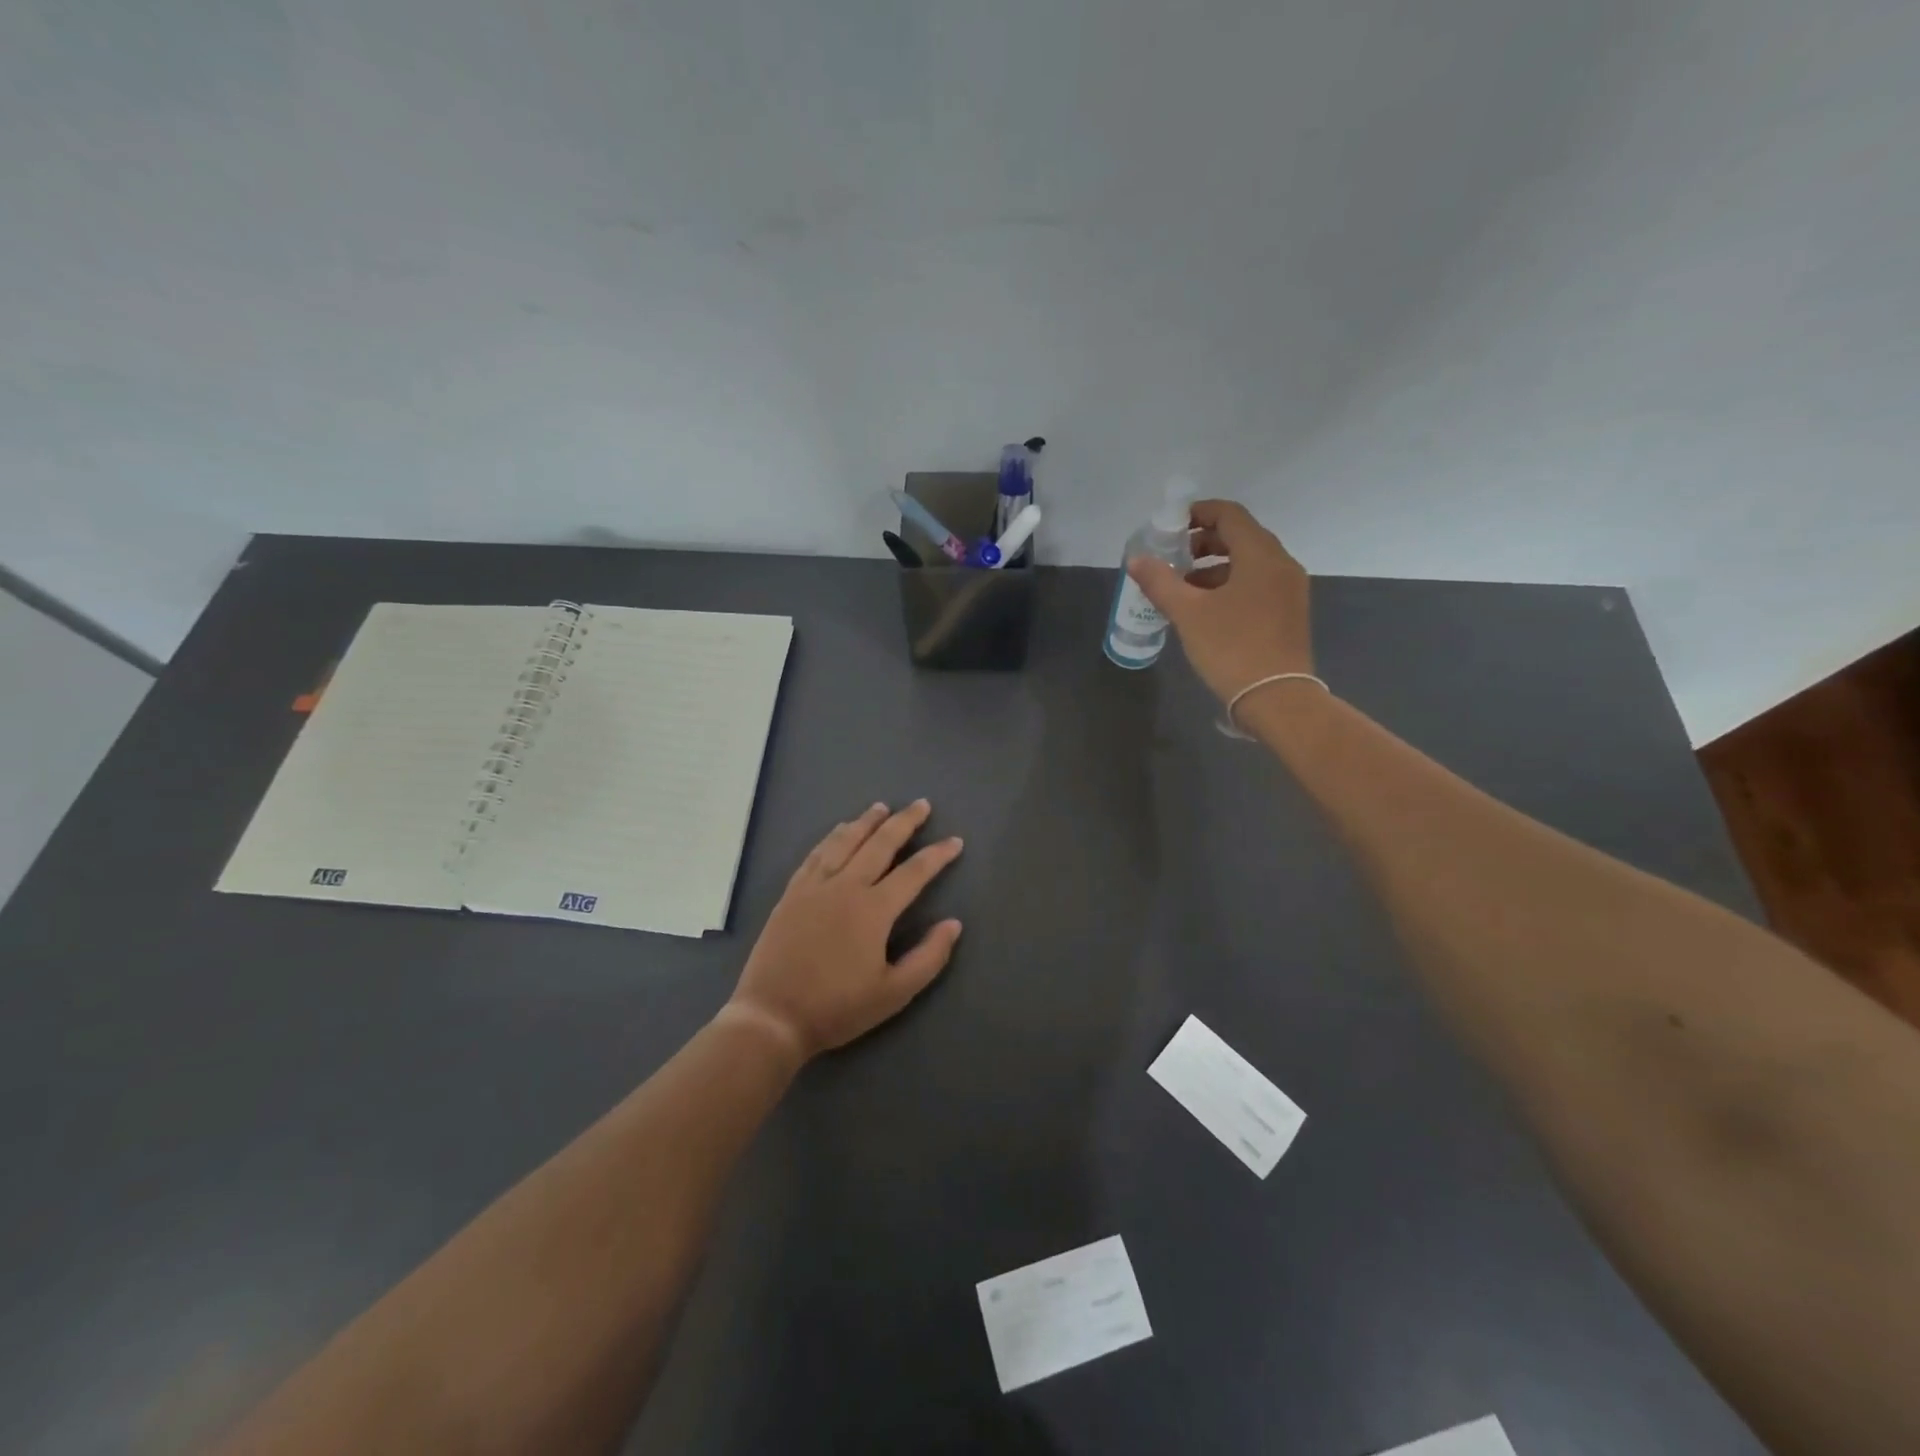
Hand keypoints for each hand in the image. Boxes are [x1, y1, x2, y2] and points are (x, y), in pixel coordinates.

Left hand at [724, 801, 962, 1061]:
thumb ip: (929, 957)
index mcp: (874, 909)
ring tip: (882, 807)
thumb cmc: (837, 1007)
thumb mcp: (894, 993)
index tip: (955, 841)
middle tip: (921, 804)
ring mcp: (814, 887)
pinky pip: (816, 854)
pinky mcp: (792, 894)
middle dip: (904, 822)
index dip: (937, 855)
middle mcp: (845, 887)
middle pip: (880, 844)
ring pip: (845, 841)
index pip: (914, 872)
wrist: (772, 1016)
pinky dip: (832, 837)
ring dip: (866, 822)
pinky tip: (839, 831)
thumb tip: (953, 924)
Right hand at [1128, 499, 1313, 704]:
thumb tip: (1135, 559)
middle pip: (1240, 537)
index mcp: (1261, 555)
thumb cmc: (1231, 648)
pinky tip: (1205, 609)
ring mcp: (1289, 590)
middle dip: (1203, 543)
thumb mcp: (1188, 613)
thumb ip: (1160, 581)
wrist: (1277, 699)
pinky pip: (1256, 584)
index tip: (1170, 526)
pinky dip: (1230, 585)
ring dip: (1214, 567)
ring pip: (1248, 563)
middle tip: (1172, 558)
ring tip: (1182, 588)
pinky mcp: (1288, 613)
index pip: (1230, 515)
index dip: (1198, 513)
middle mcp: (1281, 564)